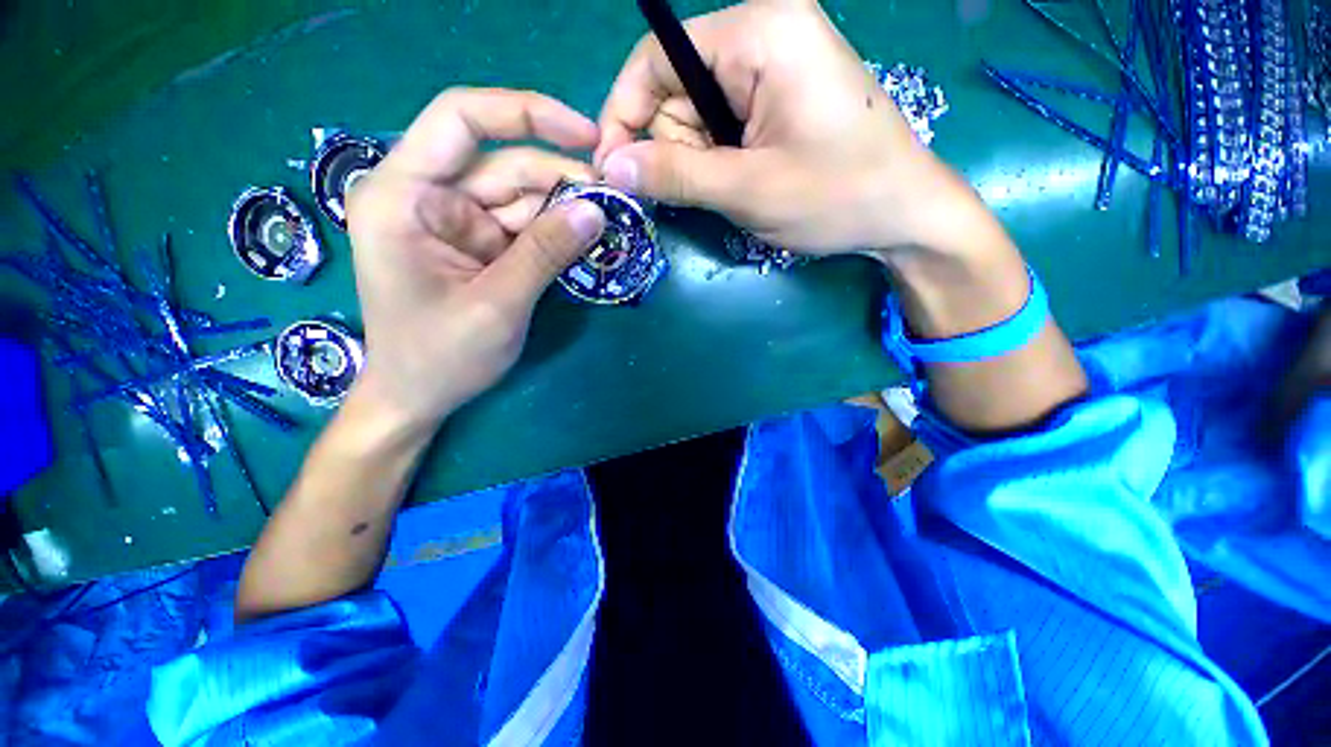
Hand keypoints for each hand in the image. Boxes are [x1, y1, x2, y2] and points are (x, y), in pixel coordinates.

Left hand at [345, 88, 605, 434]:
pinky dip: (556, 234)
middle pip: (504, 164)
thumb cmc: (440, 357)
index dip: (526, 114)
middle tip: (614, 201)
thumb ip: (545, 254)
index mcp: (404, 196)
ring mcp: (456, 222)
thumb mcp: (497, 305)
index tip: (585, 135)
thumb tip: (596, 211)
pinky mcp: (479, 246)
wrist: (418, 397)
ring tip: (607, 226)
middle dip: (561, 179)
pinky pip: (524, 227)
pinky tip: (585, 242)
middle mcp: (428, 197)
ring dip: (565, 210)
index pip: (461, 120)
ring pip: (521, 197)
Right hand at [595, 0, 957, 254]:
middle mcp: (764, 34)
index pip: (657, 59)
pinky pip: (723, 124)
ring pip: (698, 113)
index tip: (613, 170)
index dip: (624, 115)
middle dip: (672, 147)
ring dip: (697, 161)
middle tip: (694, 194)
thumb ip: (675, 174)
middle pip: (677, 88)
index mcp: (759, 34)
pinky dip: (717, 160)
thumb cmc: (836, 195)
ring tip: (729, 192)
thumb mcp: (748, 189)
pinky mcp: (780, 96)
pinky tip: (738, 184)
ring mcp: (774, 65)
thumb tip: (613, 168)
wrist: (903, 212)